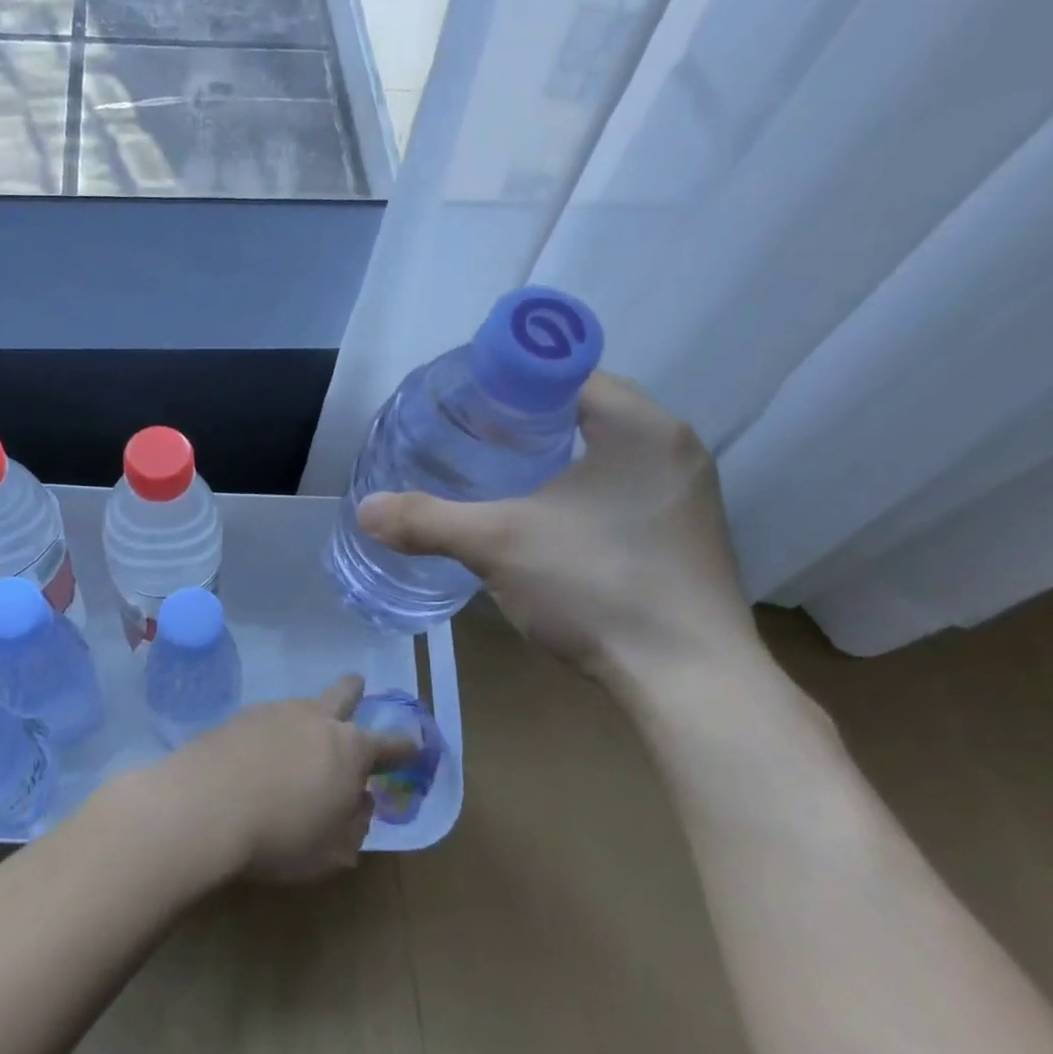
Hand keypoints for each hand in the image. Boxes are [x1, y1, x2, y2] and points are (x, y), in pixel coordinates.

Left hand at [155, 675, 415, 883]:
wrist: (204, 807)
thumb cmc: (280, 836)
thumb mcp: (332, 851)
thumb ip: (355, 825)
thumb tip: (359, 802)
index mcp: (350, 750)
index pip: (389, 744)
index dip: (404, 747)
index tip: (414, 744)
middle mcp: (316, 720)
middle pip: (342, 695)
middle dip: (354, 690)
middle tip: (358, 685)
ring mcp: (275, 712)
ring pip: (301, 706)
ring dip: (306, 718)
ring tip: (297, 740)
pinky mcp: (239, 716)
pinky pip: (267, 720)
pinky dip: (271, 733)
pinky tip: (258, 754)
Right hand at [357, 373, 760, 691]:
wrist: (687, 681)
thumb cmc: (596, 587)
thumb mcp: (498, 545)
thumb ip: (428, 520)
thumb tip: (365, 510)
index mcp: (640, 426)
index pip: (566, 373)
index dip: (510, 383)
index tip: (466, 407)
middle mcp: (674, 447)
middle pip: (585, 411)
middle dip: (527, 421)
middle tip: (472, 442)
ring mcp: (687, 494)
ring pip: (606, 453)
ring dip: (555, 459)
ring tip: (501, 479)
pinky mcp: (686, 536)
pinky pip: (623, 490)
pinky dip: (582, 492)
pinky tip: (548, 524)